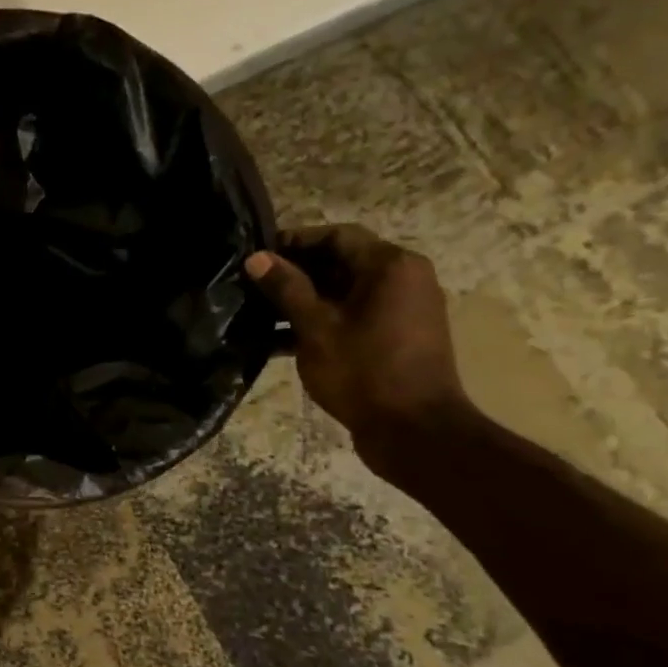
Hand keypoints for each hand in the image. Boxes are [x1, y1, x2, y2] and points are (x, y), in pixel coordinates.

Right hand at [244, 224, 472, 478]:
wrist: (414, 430)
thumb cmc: (363, 371)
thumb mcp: (316, 327)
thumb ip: (286, 288)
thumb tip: (256, 258)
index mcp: (390, 266)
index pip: (336, 236)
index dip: (294, 241)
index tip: (257, 256)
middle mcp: (404, 279)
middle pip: (341, 262)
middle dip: (295, 273)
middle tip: (253, 286)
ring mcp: (403, 310)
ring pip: (344, 292)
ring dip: (303, 301)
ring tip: (259, 314)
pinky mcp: (397, 337)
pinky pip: (354, 317)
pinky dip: (321, 322)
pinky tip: (280, 342)